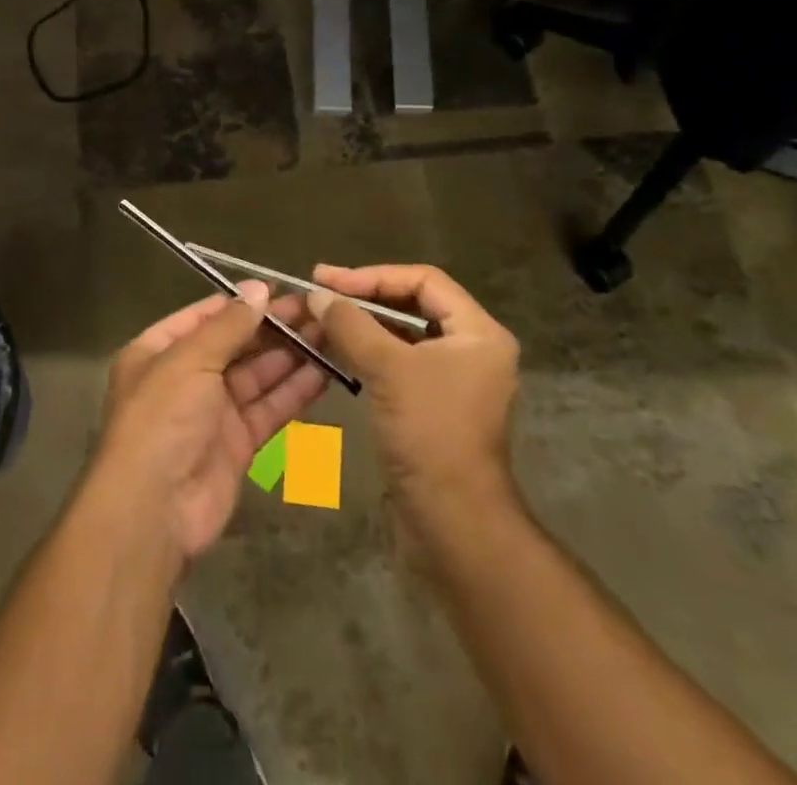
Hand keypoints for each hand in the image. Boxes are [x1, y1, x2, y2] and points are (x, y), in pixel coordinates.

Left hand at [94, 284, 328, 560]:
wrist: (154, 509)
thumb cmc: (162, 418)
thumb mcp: (190, 359)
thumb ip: (229, 325)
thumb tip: (259, 289)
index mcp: (160, 350)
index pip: (205, 316)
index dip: (242, 302)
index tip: (281, 289)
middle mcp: (186, 377)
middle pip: (236, 344)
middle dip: (274, 328)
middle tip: (318, 309)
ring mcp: (213, 412)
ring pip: (258, 375)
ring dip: (291, 355)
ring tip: (330, 333)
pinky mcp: (238, 443)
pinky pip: (269, 408)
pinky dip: (294, 391)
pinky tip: (325, 372)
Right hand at [309, 264, 520, 526]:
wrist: (453, 520)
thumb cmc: (430, 432)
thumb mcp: (388, 369)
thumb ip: (351, 324)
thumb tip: (318, 295)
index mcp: (478, 331)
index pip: (423, 280)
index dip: (373, 276)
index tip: (329, 280)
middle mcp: (473, 348)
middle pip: (415, 303)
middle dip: (366, 296)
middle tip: (322, 292)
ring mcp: (456, 377)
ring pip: (405, 334)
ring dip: (365, 324)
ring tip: (324, 317)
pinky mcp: (436, 403)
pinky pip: (401, 361)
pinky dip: (371, 351)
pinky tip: (338, 349)